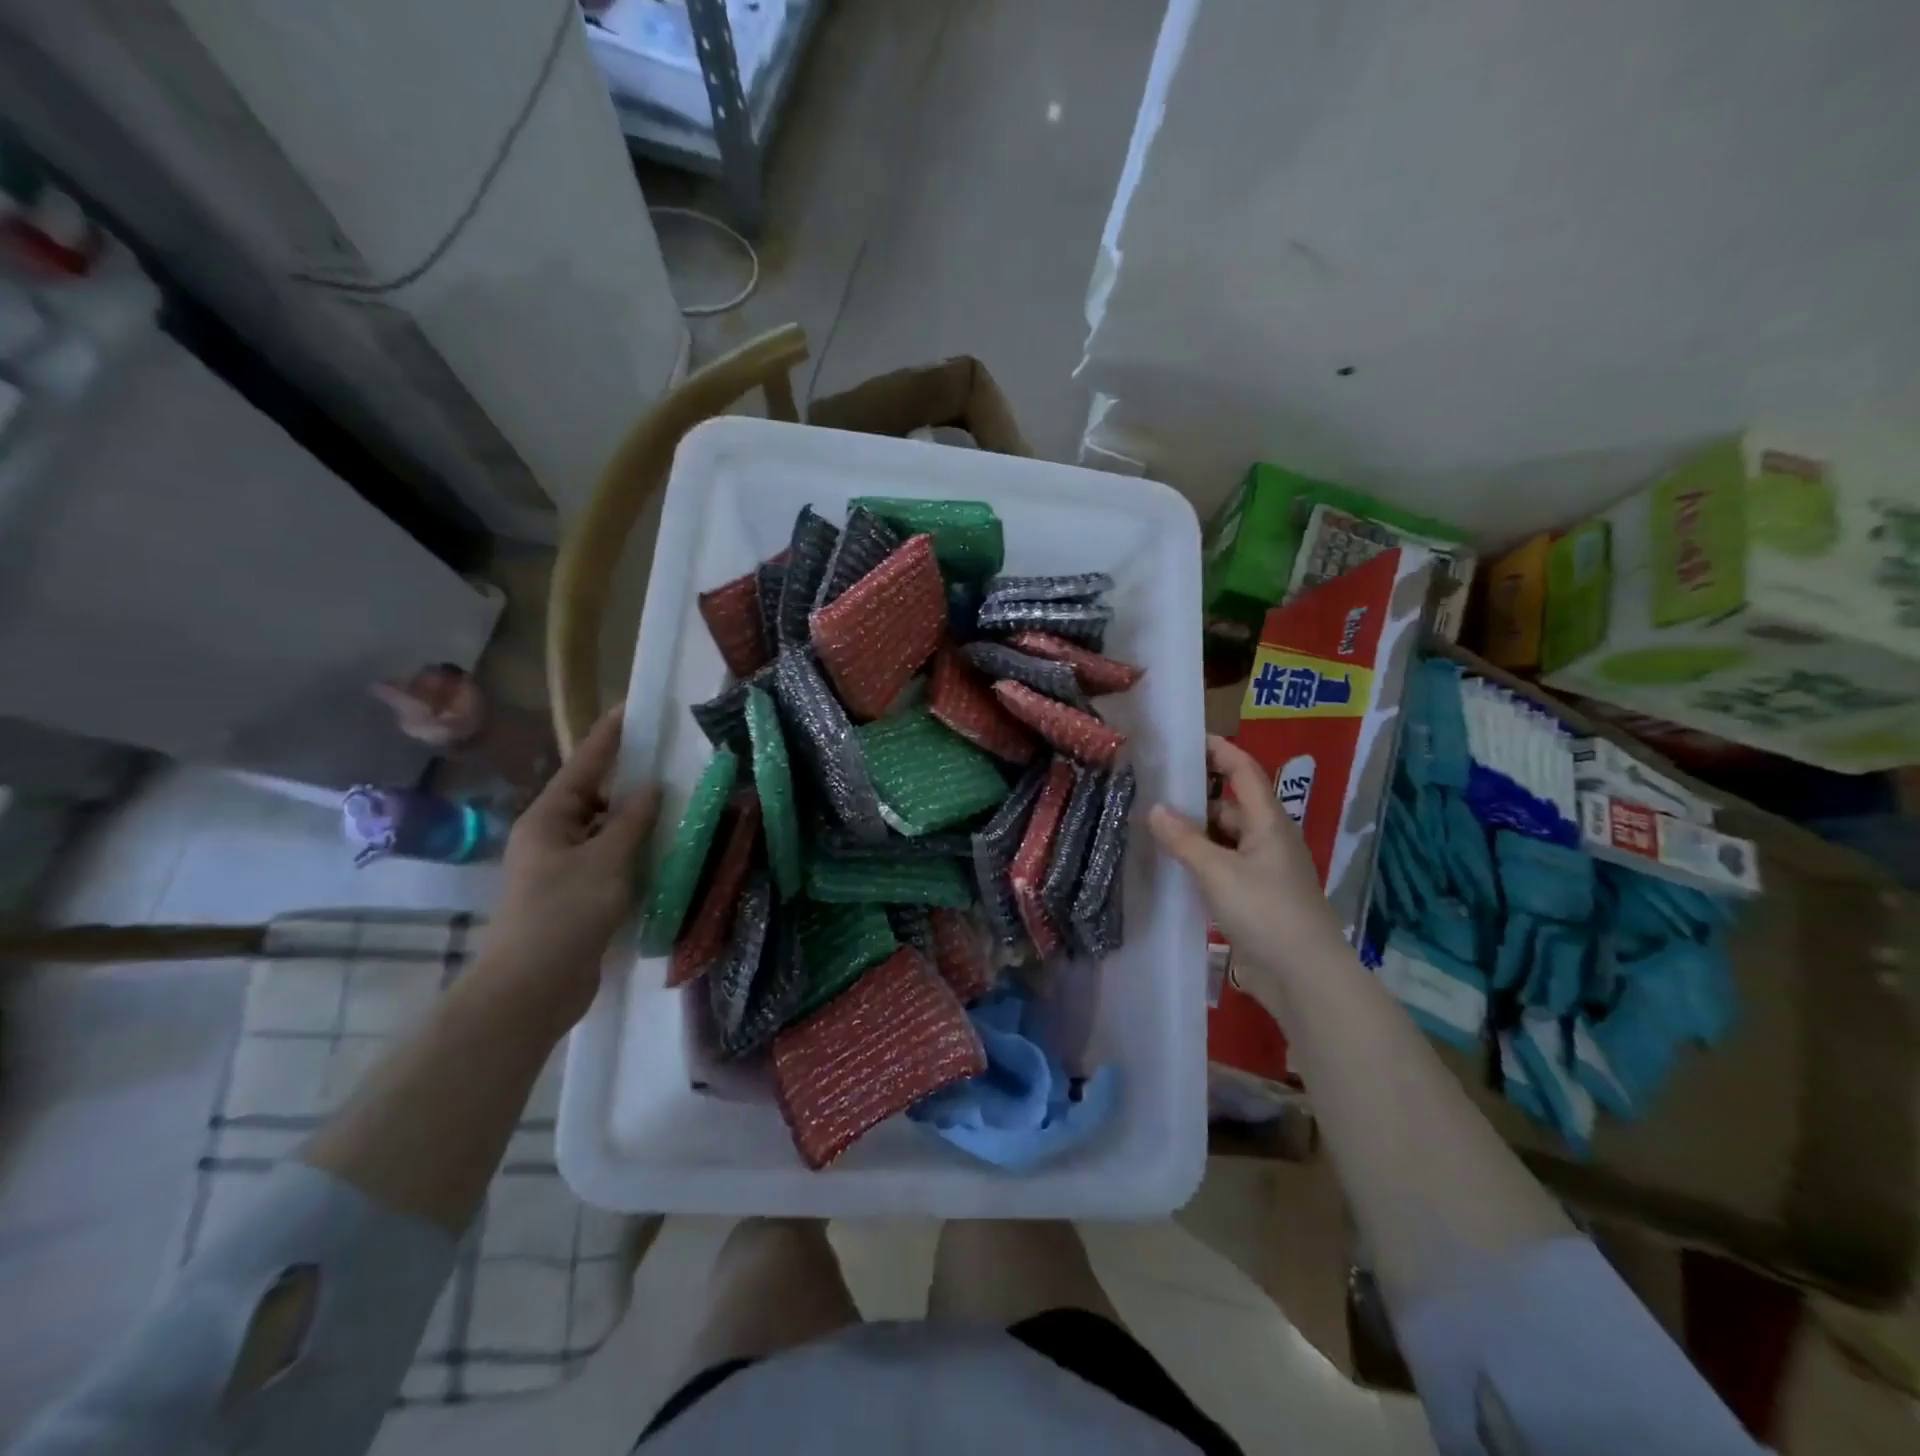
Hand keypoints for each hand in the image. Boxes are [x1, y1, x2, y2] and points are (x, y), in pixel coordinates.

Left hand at [478, 705, 658, 1028]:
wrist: (532, 989)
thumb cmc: (564, 915)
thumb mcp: (605, 862)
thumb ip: (632, 822)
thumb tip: (652, 788)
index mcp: (548, 819)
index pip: (583, 765)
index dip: (608, 737)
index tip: (630, 708)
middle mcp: (552, 836)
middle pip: (595, 796)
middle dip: (629, 780)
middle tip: (669, 761)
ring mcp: (563, 867)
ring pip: (605, 830)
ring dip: (636, 820)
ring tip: (677, 803)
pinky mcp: (577, 894)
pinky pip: (611, 859)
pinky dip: (635, 851)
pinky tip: (664, 849)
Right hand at [1149, 735, 1344, 983]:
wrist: (1302, 976)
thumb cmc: (1265, 911)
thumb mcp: (1218, 871)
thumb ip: (1184, 840)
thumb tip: (1155, 809)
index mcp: (1268, 822)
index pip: (1244, 771)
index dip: (1219, 751)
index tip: (1186, 740)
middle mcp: (1266, 839)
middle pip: (1230, 803)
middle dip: (1195, 794)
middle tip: (1152, 786)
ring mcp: (1260, 870)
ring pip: (1223, 837)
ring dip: (1193, 831)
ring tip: (1151, 823)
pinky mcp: (1252, 897)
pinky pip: (1221, 866)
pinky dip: (1198, 859)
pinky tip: (1170, 863)